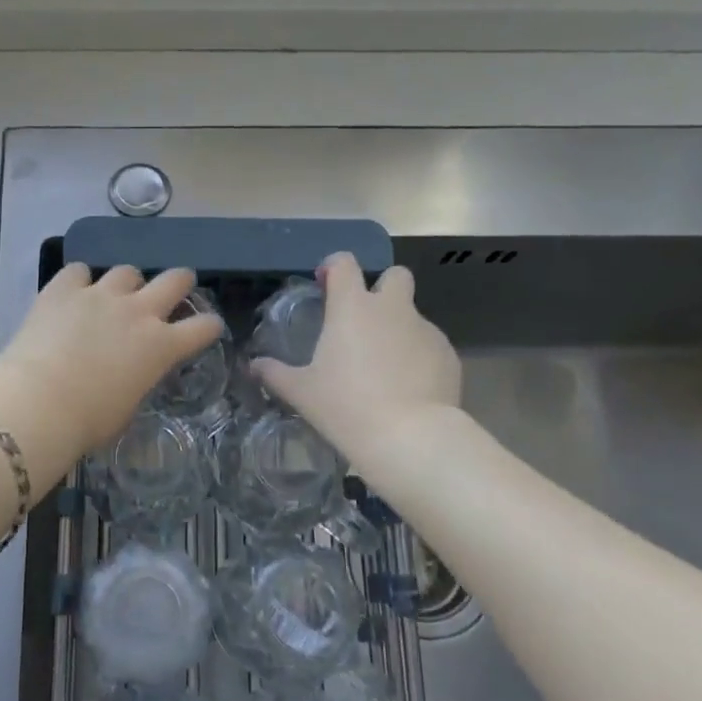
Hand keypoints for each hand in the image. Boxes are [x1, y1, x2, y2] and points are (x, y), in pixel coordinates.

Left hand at [0, 264, 223, 483]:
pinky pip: (79, 271)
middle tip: (175, 288)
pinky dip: (79, 281)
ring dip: (126, 283)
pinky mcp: (64, 288)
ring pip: (127, 271)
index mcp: (161, 347)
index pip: (203, 327)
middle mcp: (138, 312)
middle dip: (180, 282)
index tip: (207, 327)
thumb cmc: (87, 421)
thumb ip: (137, 380)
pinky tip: (73, 292)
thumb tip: (130, 374)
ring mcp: (101, 295)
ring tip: (114, 295)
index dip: (209, 326)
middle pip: (175, 280)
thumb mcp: (128, 407)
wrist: (38, 402)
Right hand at [251, 253, 462, 463]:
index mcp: (352, 307)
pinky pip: (430, 345)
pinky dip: (418, 357)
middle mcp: (392, 308)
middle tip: (365, 320)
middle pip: (395, 275)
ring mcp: (425, 330)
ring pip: (412, 315)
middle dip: (382, 288)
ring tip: (385, 368)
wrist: (410, 438)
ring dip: (398, 329)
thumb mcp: (301, 392)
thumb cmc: (345, 406)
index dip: (334, 267)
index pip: (344, 262)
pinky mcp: (449, 355)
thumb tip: (253, 366)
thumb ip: (274, 373)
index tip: (326, 285)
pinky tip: (408, 387)